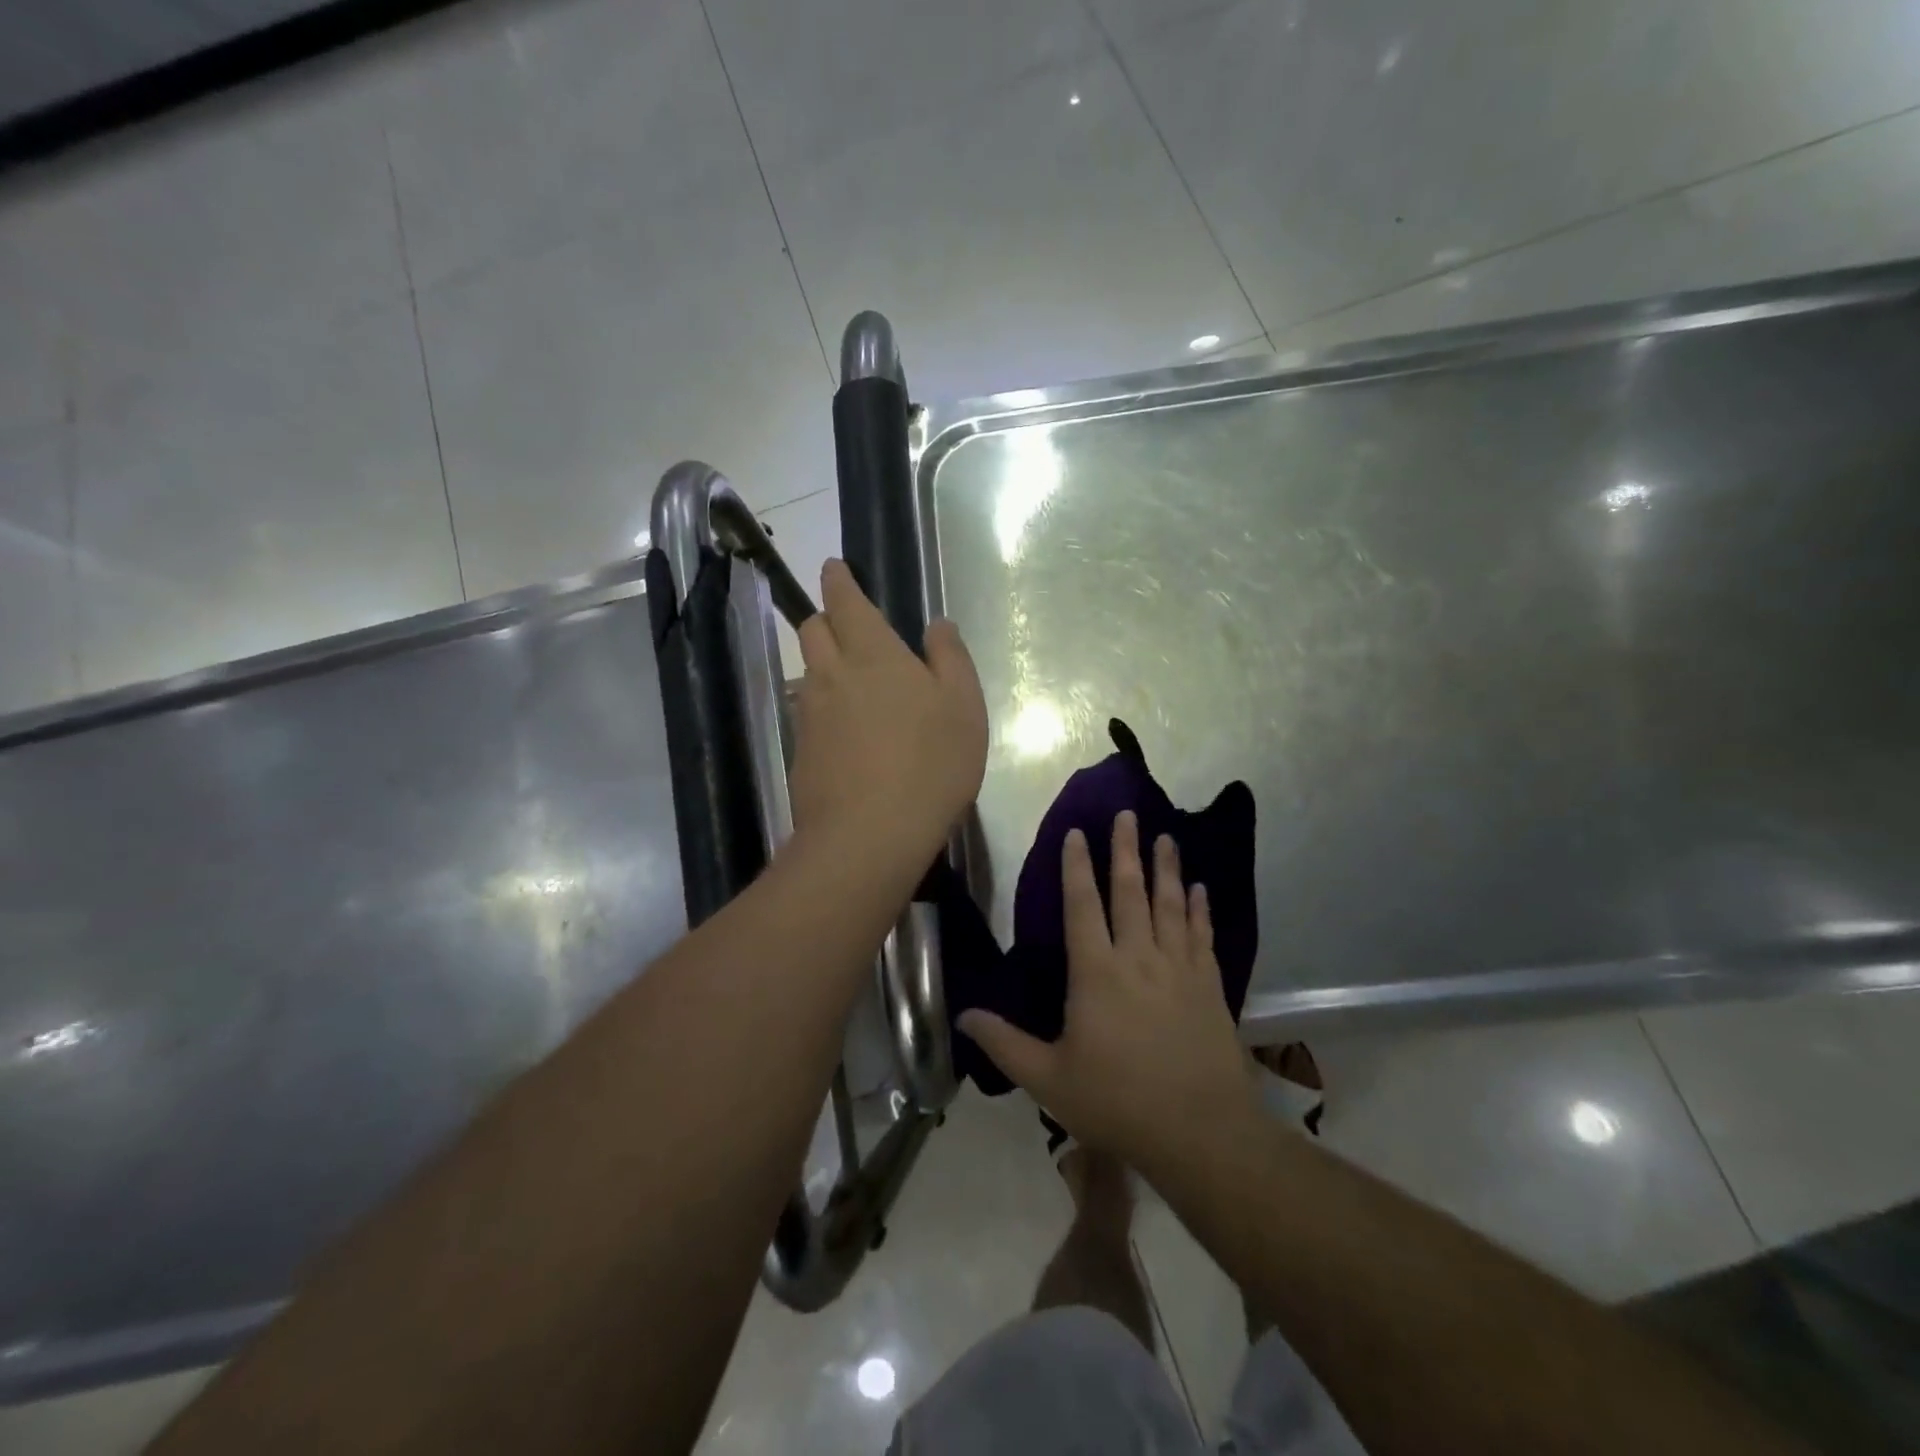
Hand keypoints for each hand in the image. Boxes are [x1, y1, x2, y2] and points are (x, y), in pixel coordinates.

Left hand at [789, 559, 987, 866]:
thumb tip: (936, 624)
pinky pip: (807, 713)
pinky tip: (843, 731)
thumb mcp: (963, 705)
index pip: (845, 600)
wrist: (870, 834)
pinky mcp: (800, 751)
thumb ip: (950, 657)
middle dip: (825, 617)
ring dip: (822, 664)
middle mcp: (832, 674)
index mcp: (873, 652)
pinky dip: (821, 707)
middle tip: (846, 625)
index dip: (838, 580)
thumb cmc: (931, 762)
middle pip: (813, 630)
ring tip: (849, 681)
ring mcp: (810, 714)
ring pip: (808, 672)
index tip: (834, 568)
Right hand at [961, 813, 1258, 1174]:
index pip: (1082, 906)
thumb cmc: (1117, 1102)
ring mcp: (1179, 968)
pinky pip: (1203, 935)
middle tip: (1128, 814)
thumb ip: (1005, 1043)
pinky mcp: (1210, 985)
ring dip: (1167, 868)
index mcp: (1096, 973)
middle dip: (1126, 850)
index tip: (1077, 833)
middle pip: (1130, 892)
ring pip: (1170, 905)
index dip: (1077, 867)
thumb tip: (964, 1015)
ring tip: (1166, 837)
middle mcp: (1138, 958)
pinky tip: (1200, 890)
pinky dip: (1199, 909)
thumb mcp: (1049, 1079)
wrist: (1201, 1132)